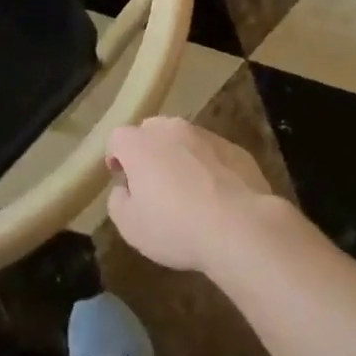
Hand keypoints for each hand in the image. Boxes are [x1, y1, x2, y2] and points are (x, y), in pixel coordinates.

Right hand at [104, 118, 278, 274]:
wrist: (239, 226)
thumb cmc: (175, 227)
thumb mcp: (130, 226)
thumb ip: (117, 201)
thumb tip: (124, 188)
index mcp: (140, 144)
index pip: (118, 139)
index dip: (116, 159)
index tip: (123, 182)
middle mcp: (170, 129)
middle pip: (151, 132)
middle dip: (148, 153)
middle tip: (154, 186)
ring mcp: (205, 135)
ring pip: (184, 140)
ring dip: (180, 158)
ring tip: (189, 193)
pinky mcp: (234, 148)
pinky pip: (212, 154)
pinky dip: (208, 168)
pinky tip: (217, 197)